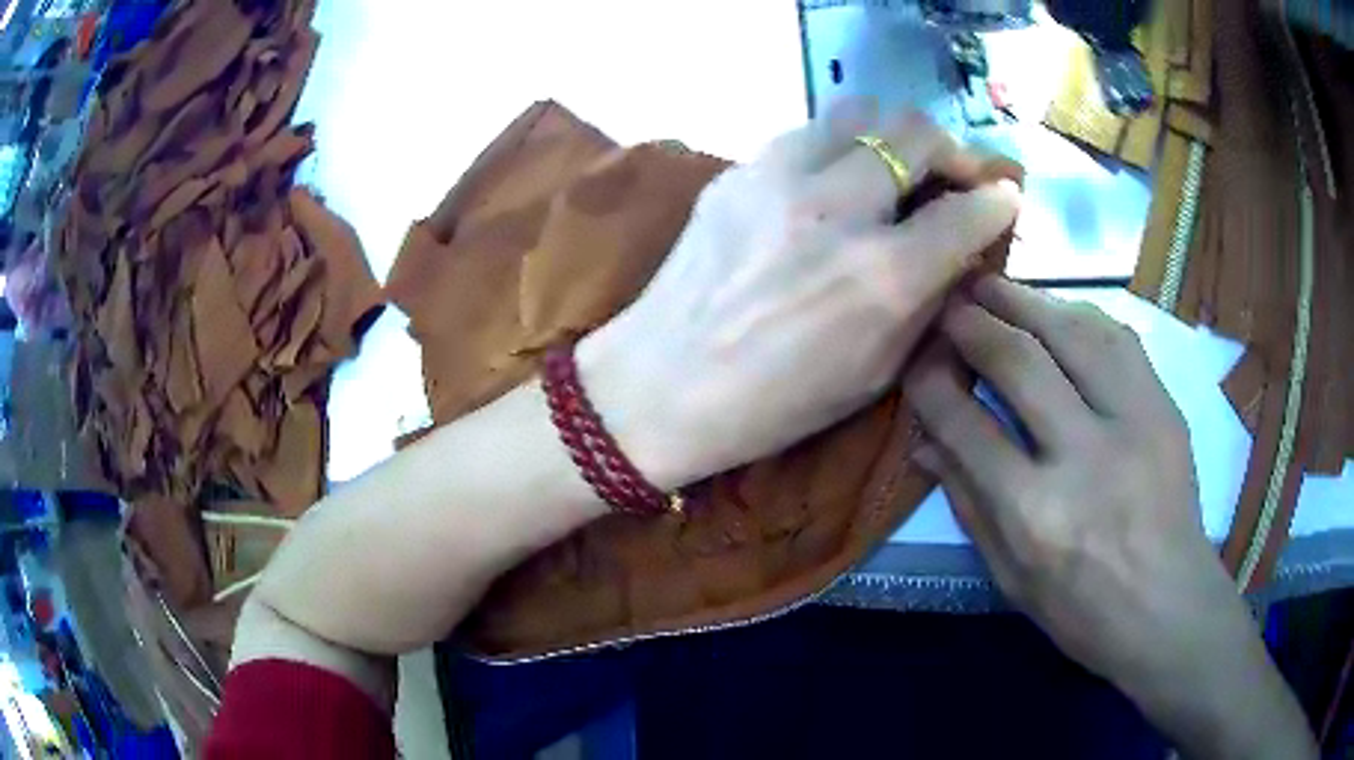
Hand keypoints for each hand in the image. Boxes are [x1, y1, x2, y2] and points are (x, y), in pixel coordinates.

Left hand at [581, 106, 1020, 487]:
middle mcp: (838, 209)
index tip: (1005, 198)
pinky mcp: (738, 170)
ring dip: (893, 133)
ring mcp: (779, 177)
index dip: (998, 200)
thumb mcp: (875, 373)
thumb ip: (928, 300)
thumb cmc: (774, 403)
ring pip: (860, 112)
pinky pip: (807, 132)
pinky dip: (838, 146)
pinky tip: (834, 178)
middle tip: (955, 174)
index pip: (967, 210)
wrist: (660, 385)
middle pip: (917, 133)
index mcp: (881, 276)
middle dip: (953, 149)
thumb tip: (962, 248)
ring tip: (896, 166)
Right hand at [905, 276, 1314, 758]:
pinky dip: (1078, 314)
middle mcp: (1083, 458)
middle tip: (949, 305)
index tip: (917, 362)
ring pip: (1072, 333)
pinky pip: (1117, 338)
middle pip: (1019, 363)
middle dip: (973, 324)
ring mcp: (1133, 424)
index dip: (932, 384)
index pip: (967, 425)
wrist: (1168, 608)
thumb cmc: (1080, 610)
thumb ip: (967, 502)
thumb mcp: (1009, 576)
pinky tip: (1056, 310)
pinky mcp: (1164, 408)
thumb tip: (926, 440)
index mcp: (1034, 515)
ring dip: (1024, 300)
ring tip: (992, 286)